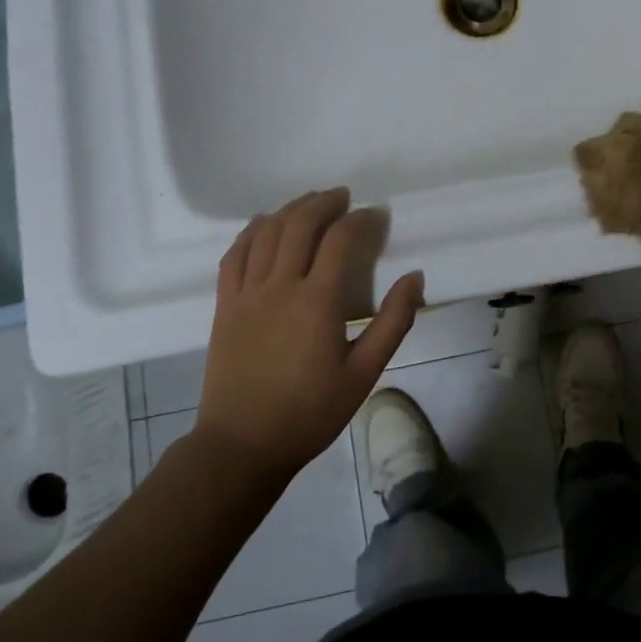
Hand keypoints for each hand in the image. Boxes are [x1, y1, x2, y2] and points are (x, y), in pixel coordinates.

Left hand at [199, 188, 423, 472]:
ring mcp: (246, 293)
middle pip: (299, 225)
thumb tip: (415, 277)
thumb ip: (393, 322)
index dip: (360, 220)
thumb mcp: (365, 373)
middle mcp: (279, 286)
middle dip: (323, 203)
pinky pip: (234, 255)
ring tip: (310, 202)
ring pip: (265, 233)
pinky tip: (263, 224)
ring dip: (290, 210)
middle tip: (343, 197)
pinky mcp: (225, 305)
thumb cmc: (310, 412)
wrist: (242, 445)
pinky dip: (251, 232)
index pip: (340, 240)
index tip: (376, 215)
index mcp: (317, 301)